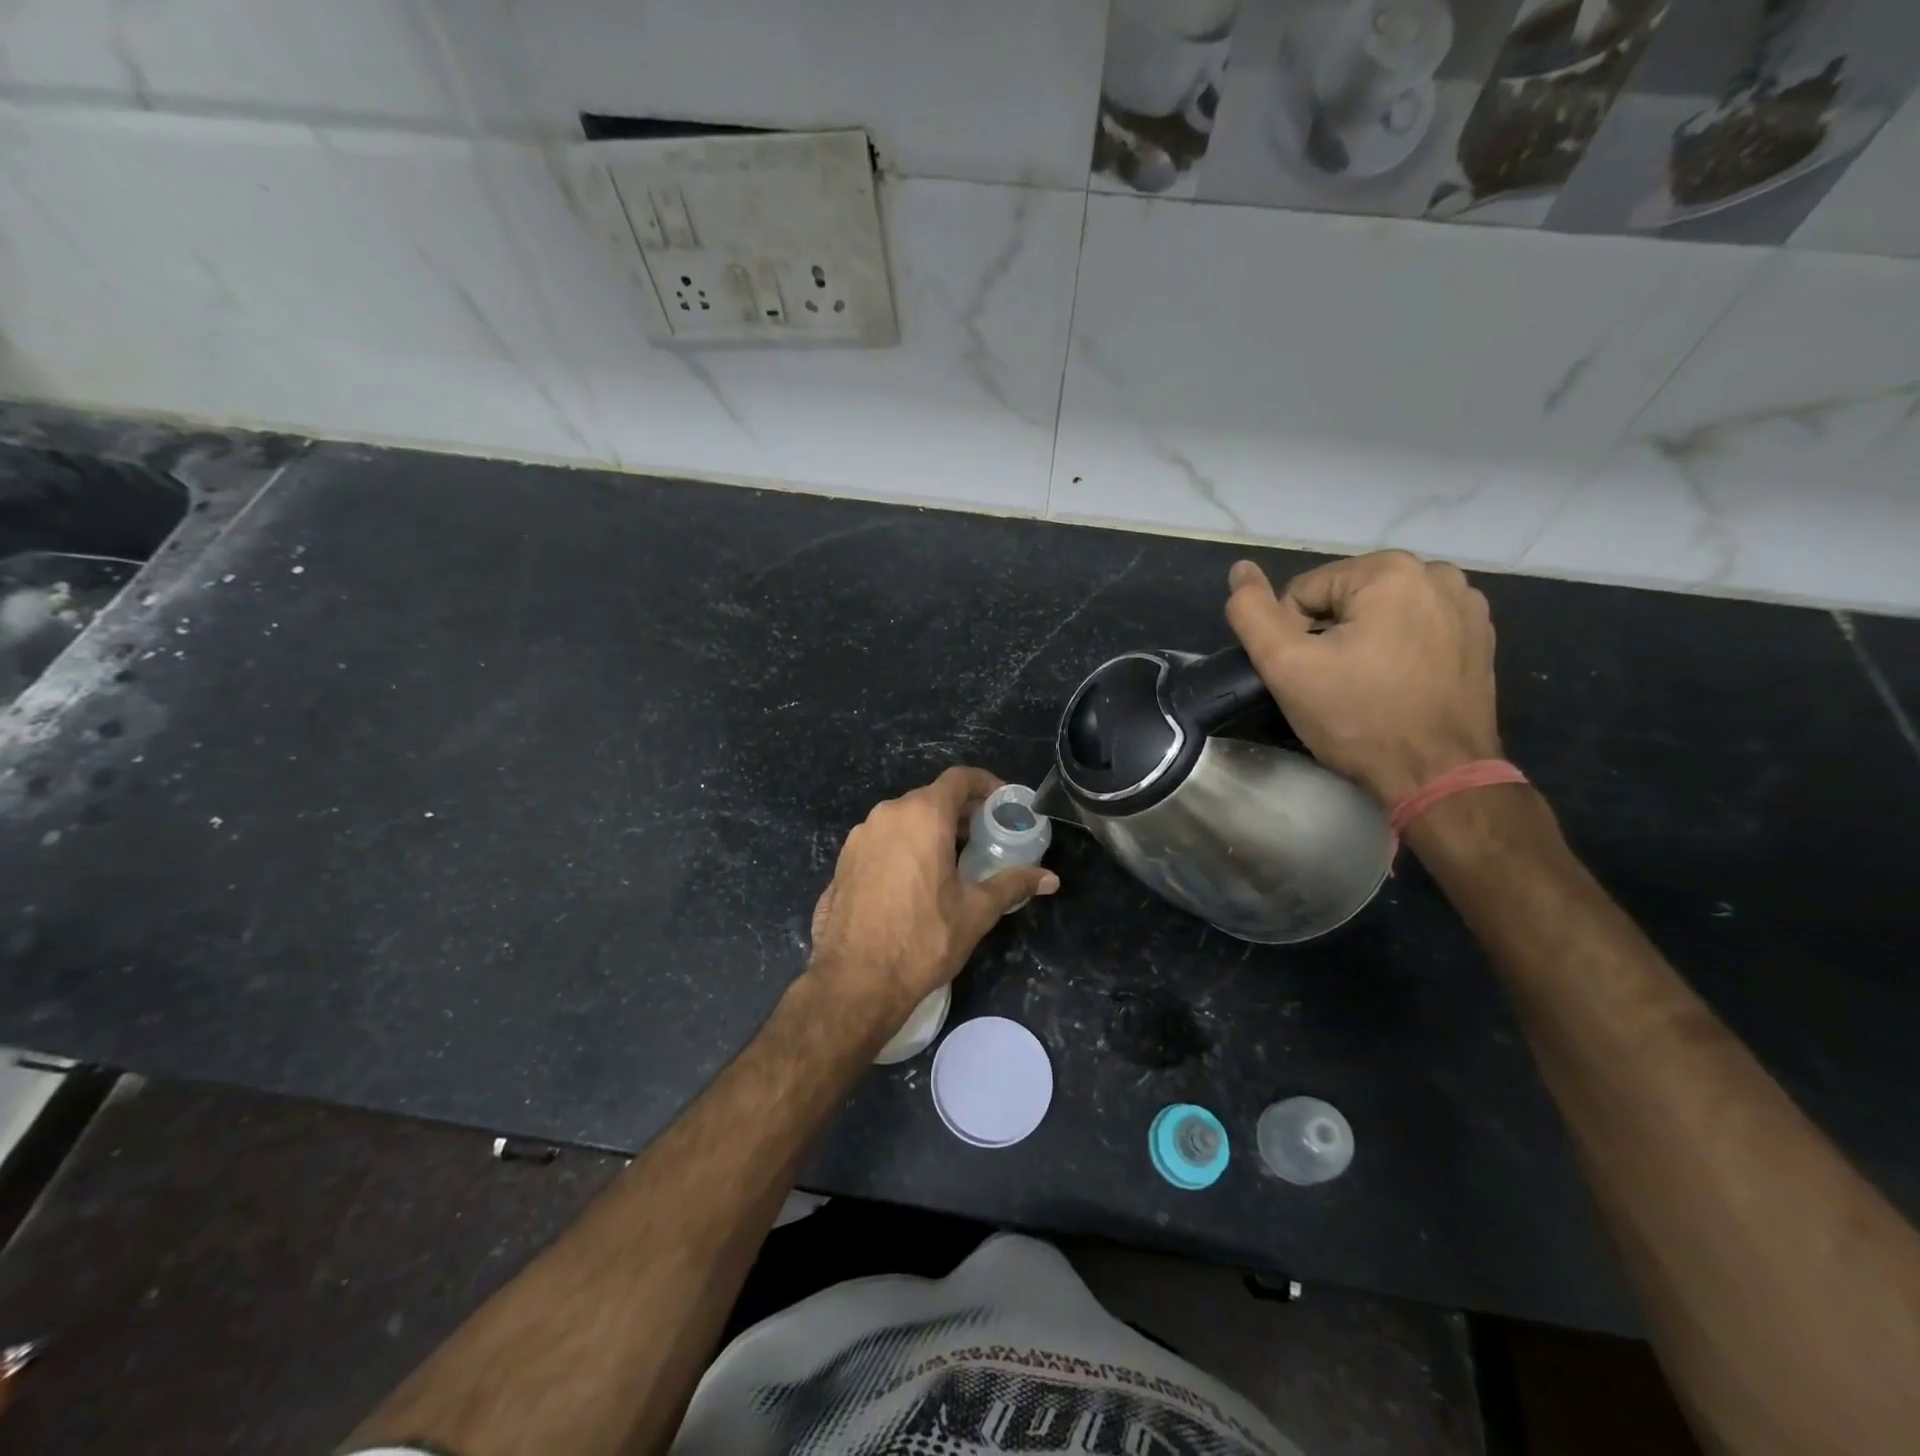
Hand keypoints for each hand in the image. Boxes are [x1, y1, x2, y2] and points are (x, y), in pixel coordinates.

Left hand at [807, 766, 1059, 1027]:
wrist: (854, 981)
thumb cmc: (922, 940)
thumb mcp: (975, 912)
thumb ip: (1013, 885)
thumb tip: (1050, 879)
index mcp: (922, 816)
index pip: (959, 778)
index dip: (985, 784)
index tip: (1002, 804)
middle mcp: (887, 815)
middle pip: (931, 797)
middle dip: (960, 812)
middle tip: (984, 838)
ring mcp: (859, 837)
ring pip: (903, 819)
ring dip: (930, 829)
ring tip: (952, 860)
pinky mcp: (843, 861)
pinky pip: (882, 840)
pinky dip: (904, 846)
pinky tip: (915, 881)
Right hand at [1225, 551, 1500, 804]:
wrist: (1437, 774)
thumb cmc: (1357, 718)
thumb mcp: (1286, 666)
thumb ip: (1252, 612)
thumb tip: (1240, 569)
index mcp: (1389, 570)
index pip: (1304, 592)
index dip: (1291, 635)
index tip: (1307, 675)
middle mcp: (1436, 572)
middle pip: (1344, 597)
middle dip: (1328, 634)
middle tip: (1332, 682)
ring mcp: (1465, 603)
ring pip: (1379, 611)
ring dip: (1362, 639)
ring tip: (1364, 683)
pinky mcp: (1479, 634)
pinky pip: (1415, 626)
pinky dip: (1397, 646)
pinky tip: (1396, 682)